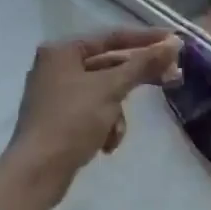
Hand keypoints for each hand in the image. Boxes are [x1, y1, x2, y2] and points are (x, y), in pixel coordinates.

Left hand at [0, 28, 180, 206]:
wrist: (36, 173)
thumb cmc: (71, 121)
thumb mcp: (110, 89)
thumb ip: (143, 64)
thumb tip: (174, 43)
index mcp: (62, 51)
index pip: (112, 36)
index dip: (146, 38)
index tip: (174, 41)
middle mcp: (56, 66)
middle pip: (109, 64)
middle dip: (135, 78)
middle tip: (171, 78)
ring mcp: (56, 94)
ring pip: (103, 92)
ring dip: (116, 111)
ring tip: (116, 131)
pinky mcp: (59, 119)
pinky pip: (93, 111)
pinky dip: (104, 125)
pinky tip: (105, 144)